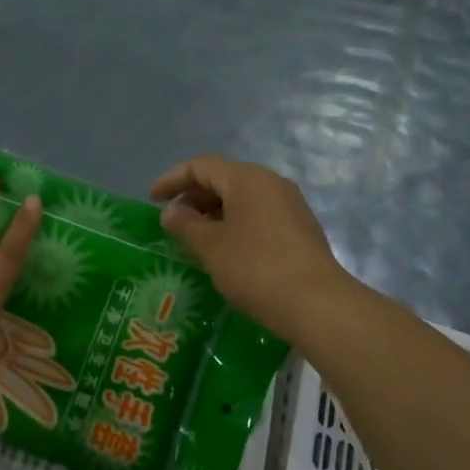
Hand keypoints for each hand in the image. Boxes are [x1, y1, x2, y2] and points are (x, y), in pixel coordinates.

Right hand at [150, 156, 347, 338]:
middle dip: (193, 197)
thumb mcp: (210, 246)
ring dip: (213, 213)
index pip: (200, 166)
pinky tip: (225, 251)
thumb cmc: (255, 268)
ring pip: (241, 198)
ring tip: (195, 239)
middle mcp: (270, 182)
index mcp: (247, 178)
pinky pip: (258, 215)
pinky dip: (235, 224)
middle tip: (172, 222)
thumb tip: (171, 211)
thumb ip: (185, 224)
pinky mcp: (300, 228)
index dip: (172, 180)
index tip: (151, 201)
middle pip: (222, 179)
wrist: (317, 303)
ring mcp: (290, 205)